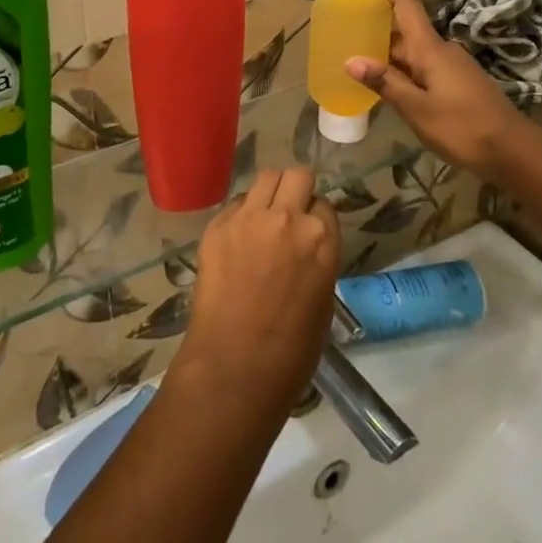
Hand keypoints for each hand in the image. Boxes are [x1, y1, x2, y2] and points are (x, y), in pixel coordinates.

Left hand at [173, 169, 339, 413]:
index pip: (323, 203)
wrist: (234, 366)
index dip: (315, 215)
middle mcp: (287, 218)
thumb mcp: (323, 301)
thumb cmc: (291, 351)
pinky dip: (240, 214)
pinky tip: (237, 240)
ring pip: (265, 178)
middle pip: (297, 176)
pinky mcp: (217, 225)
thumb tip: (306, 248)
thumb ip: (317, 260)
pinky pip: (235, 204)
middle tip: (289, 213)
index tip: (308, 229)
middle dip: (296, 190)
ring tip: (263, 218)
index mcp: (321, 239)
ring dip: (269, 194)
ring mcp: (249, 217)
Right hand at [346, 0, 524, 172]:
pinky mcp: (458, 82)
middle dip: (376, 30)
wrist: (513, 150)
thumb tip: (350, 60)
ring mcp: (452, 65)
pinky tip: (389, 87)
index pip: (406, 4)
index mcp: (430, 48)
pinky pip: (424, 66)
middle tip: (345, 36)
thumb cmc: (462, 126)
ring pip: (413, 51)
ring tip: (358, 63)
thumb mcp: (417, 109)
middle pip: (405, 30)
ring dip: (388, 54)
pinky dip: (403, 70)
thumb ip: (385, 83)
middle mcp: (441, 49)